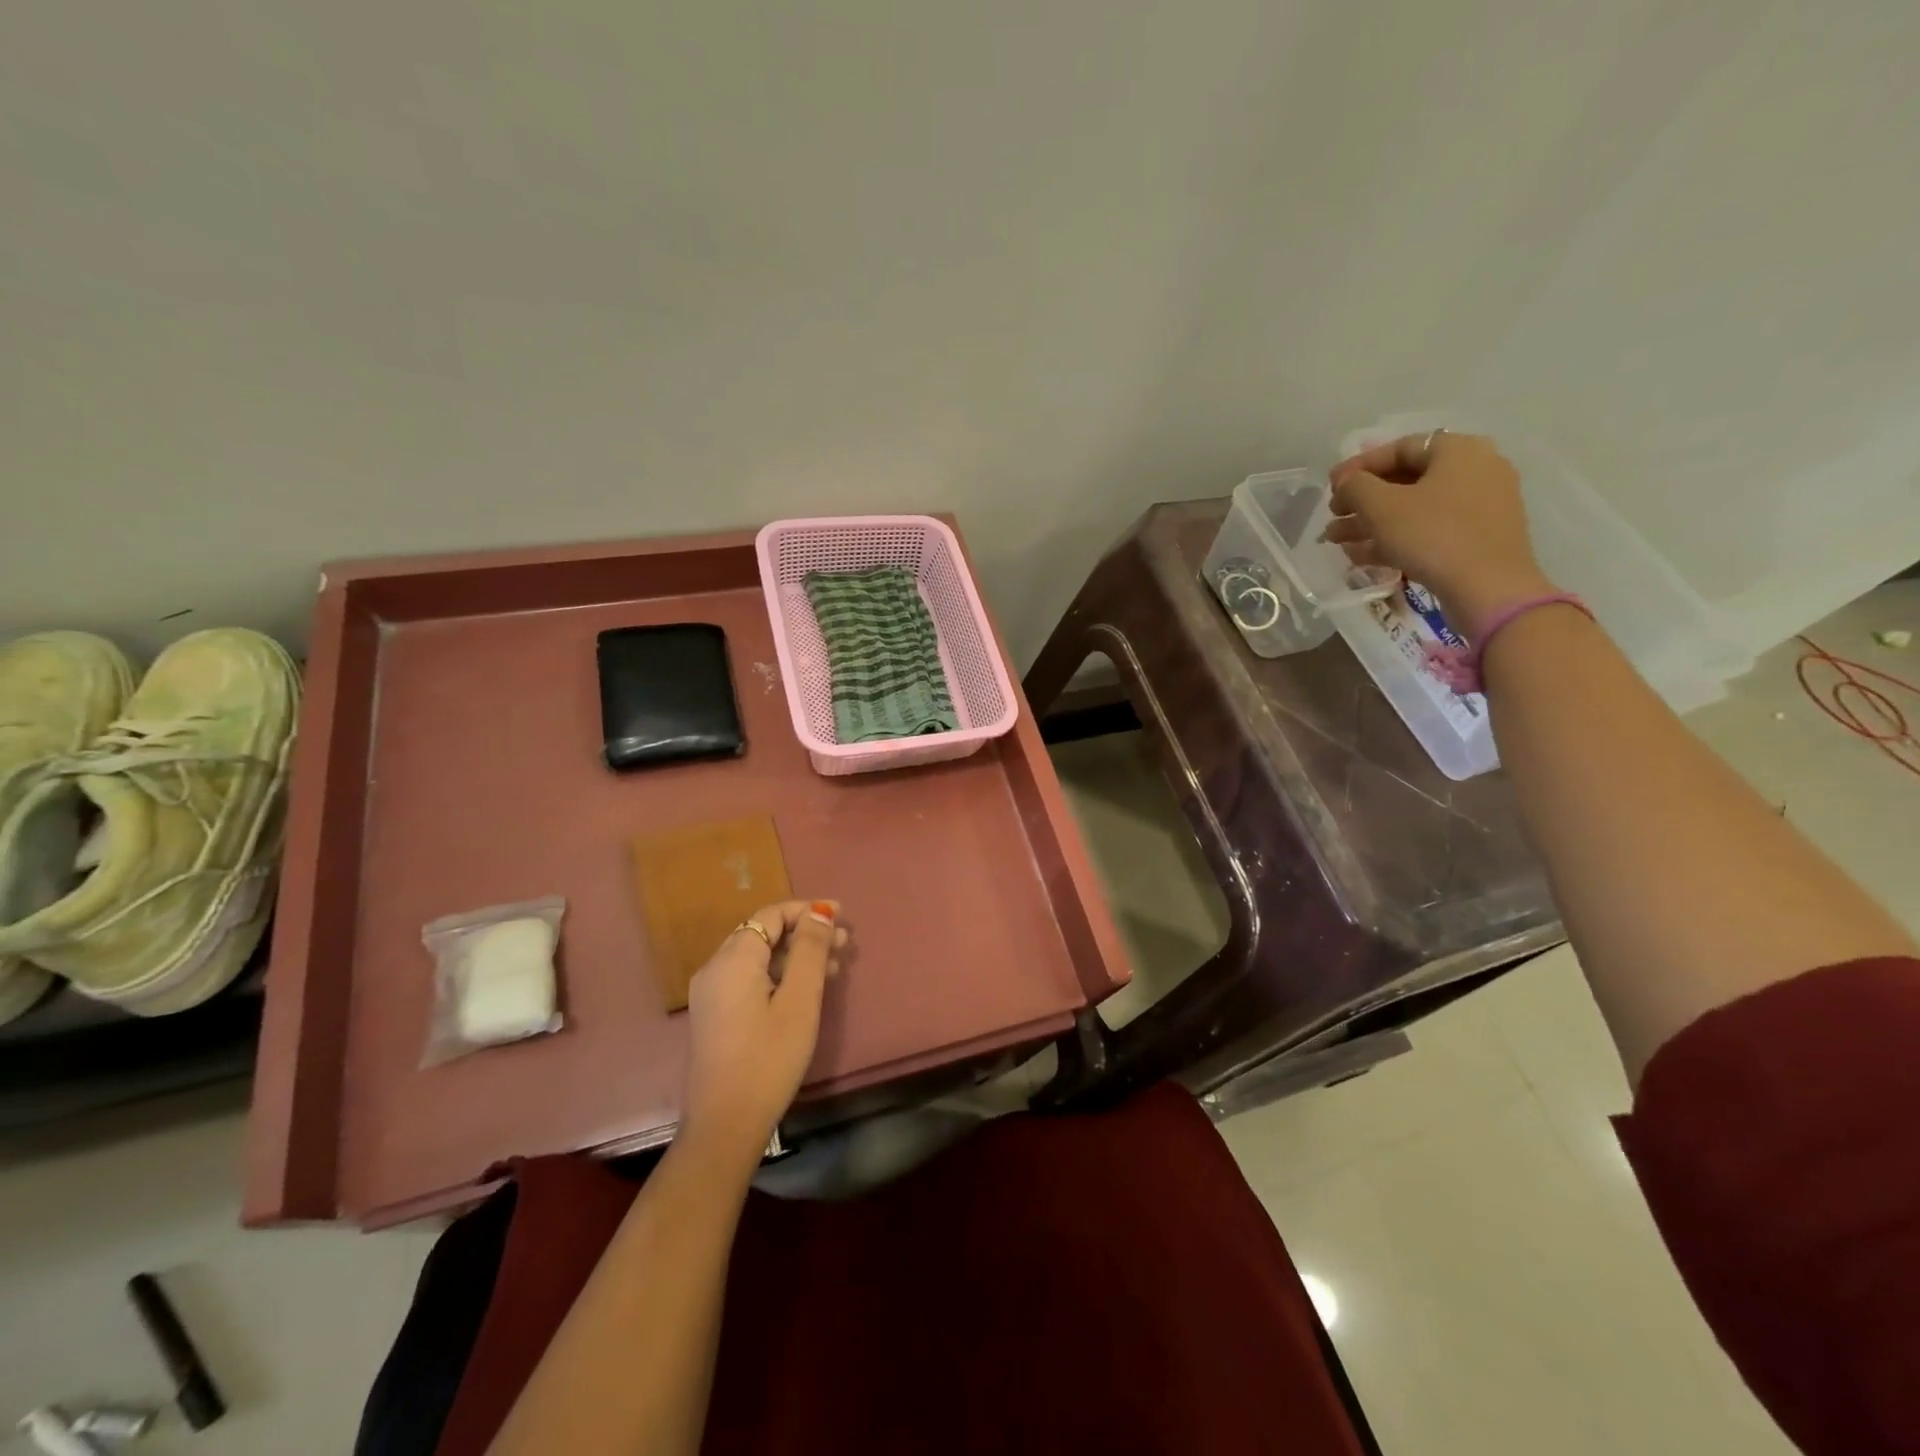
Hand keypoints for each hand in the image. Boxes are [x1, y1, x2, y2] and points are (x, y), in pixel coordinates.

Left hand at [681, 900, 847, 1161]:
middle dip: (805, 932)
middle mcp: (715, 968)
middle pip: (764, 933)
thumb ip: (809, 951)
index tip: (842, 915)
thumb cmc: (768, 1059)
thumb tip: (820, 912)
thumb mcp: (799, 1001)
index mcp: (733, 959)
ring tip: (834, 966)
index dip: (807, 910)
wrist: (725, 1125)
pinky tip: (806, 989)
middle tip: (844, 944)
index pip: (771, 915)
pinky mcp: (715, 1015)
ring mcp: (711, 994)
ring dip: (795, 955)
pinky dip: (779, 974)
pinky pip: (750, 978)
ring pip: (758, 957)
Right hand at [1324, 430, 1555, 638]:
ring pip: (1414, 508)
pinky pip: (1429, 528)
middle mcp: (1475, 469)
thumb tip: (1347, 483)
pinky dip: (1396, 538)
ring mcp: (1480, 505)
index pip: (1398, 449)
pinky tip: (1362, 555)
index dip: (1358, 467)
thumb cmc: (1432, 535)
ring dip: (1372, 522)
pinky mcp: (1477, 537)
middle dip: (1362, 500)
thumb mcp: (1381, 507)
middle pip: (1405, 480)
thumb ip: (1355, 486)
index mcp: (1458, 450)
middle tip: (1333, 517)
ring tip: (1337, 541)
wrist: (1488, 588)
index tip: (1330, 488)